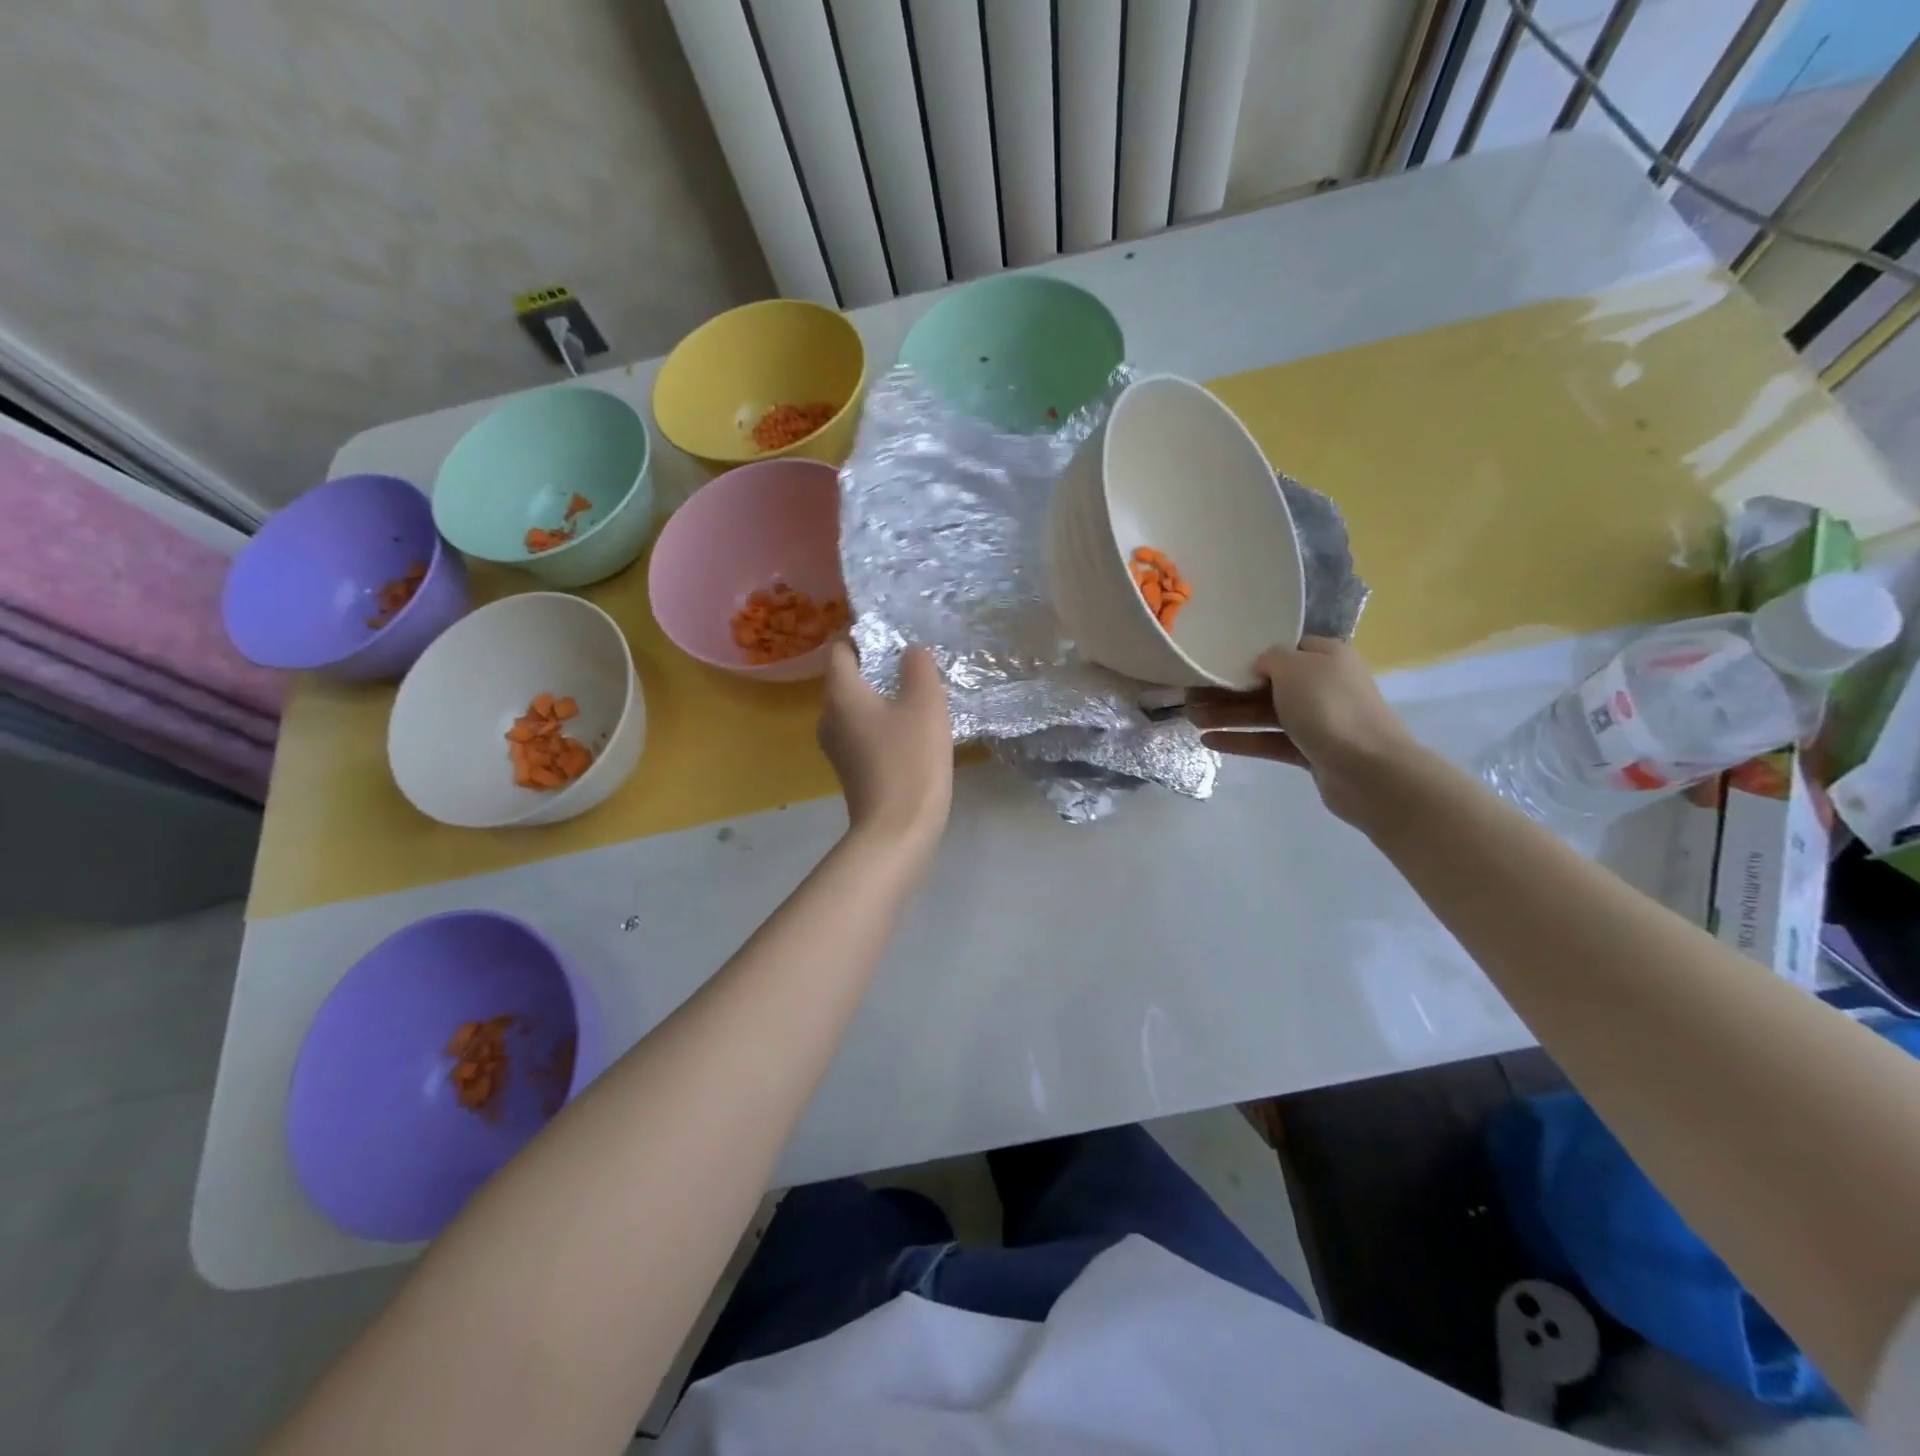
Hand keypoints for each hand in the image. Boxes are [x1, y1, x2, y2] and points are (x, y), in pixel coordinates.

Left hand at [818, 641, 953, 853]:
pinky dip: (883, 725)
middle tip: (913, 663)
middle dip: (876, 667)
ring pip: (857, 708)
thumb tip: (910, 652)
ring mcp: (837, 747)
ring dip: (882, 698)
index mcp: (840, 694)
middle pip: (847, 679)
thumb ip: (918, 667)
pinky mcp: (850, 771)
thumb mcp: (926, 704)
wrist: (897, 831)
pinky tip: (912, 732)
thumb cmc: (910, 760)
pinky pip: (864, 733)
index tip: (893, 634)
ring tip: (918, 695)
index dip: (862, 636)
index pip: (840, 650)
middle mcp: (828, 717)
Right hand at [1187, 637, 1420, 826]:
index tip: (1215, 661)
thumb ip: (1270, 658)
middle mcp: (1322, 685)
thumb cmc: (1330, 708)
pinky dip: (1241, 740)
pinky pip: (1268, 741)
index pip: (1283, 649)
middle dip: (1228, 689)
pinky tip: (1209, 741)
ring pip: (1264, 714)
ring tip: (1191, 719)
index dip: (1249, 654)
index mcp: (1326, 656)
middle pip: (1267, 684)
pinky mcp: (1309, 752)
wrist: (1368, 770)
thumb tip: (1259, 666)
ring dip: (1228, 715)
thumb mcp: (1295, 667)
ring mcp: (1317, 721)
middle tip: (1190, 694)